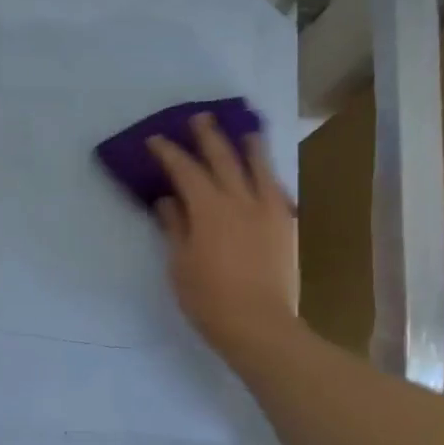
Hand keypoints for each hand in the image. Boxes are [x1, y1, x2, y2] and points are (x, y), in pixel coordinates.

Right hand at [147, 115, 298, 356]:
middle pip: (224, 159)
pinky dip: (269, 177)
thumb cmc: (209, 299)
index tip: (156, 140)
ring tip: (246, 132)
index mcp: (209, 209)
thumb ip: (175, 227)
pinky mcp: (286, 227)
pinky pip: (278, 191)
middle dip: (209, 136)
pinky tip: (267, 175)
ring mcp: (269, 211)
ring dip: (249, 146)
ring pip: (259, 168)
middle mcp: (241, 201)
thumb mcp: (180, 264)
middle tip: (200, 118)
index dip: (169, 153)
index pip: (186, 170)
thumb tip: (167, 200)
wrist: (260, 326)